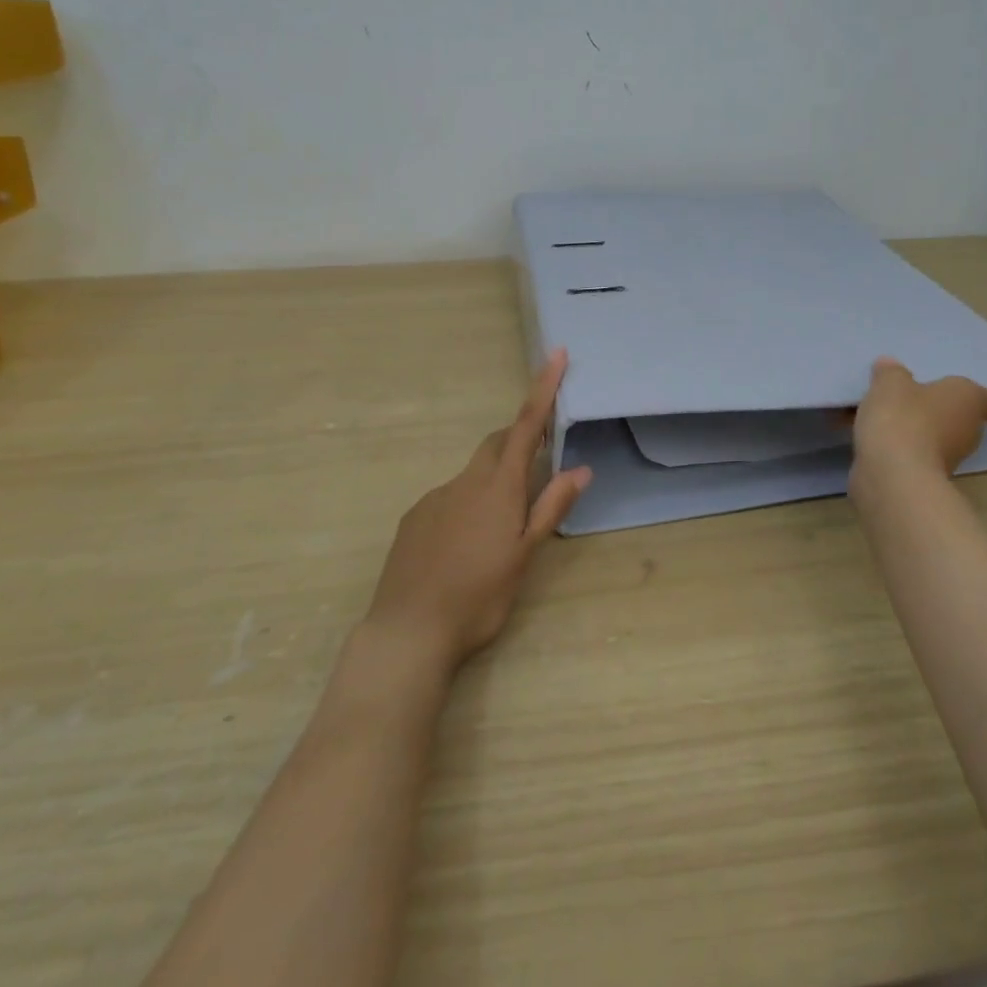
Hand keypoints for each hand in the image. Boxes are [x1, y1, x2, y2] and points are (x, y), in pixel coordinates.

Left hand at [363, 349, 591, 670]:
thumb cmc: (478, 596)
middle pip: (496, 443)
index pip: (526, 426)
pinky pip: (448, 497)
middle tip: (537, 462)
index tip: (556, 354)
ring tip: (499, 530)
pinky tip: (464, 547)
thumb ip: (551, 508)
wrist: (407, 632)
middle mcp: (464, 482)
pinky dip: (466, 505)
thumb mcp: (524, 556)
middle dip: (518, 439)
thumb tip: (580, 469)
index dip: (543, 388)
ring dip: (492, 482)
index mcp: (498, 487)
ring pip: (472, 475)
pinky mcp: (414, 518)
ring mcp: (434, 498)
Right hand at [849, 356, 986, 487]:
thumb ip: (890, 372)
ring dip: (913, 429)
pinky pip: (910, 454)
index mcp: (968, 400)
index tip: (960, 391)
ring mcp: (948, 460)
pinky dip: (895, 447)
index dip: (983, 396)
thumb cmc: (903, 417)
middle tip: (908, 396)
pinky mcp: (924, 479)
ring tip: (880, 415)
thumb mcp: (890, 383)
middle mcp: (967, 431)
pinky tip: (868, 437)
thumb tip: (890, 366)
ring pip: (933, 437)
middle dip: (936, 409)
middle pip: (959, 417)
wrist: (893, 477)